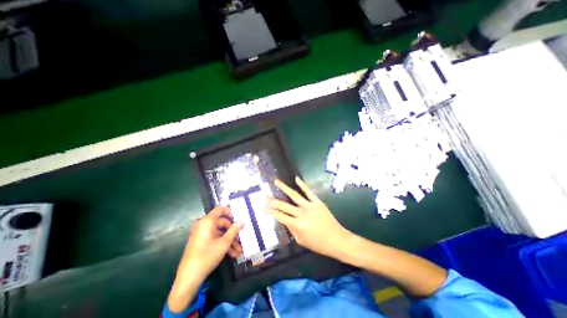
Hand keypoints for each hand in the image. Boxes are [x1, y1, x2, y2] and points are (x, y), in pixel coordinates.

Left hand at [178, 206, 241, 277]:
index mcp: (207, 222)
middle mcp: (203, 225)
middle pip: (222, 223)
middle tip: (241, 238)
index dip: (230, 211)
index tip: (238, 217)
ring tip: (238, 250)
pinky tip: (232, 254)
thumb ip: (234, 230)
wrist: (188, 279)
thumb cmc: (207, 256)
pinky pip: (214, 239)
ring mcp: (201, 235)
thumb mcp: (224, 243)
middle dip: (233, 232)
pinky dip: (223, 244)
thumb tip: (242, 221)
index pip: (220, 209)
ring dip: (230, 240)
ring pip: (219, 233)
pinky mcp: (200, 243)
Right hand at [263, 178, 353, 258]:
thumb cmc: (318, 243)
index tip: (262, 206)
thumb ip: (292, 229)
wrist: (336, 239)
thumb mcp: (301, 240)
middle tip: (264, 195)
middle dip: (272, 200)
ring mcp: (309, 206)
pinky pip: (308, 191)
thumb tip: (285, 220)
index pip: (280, 216)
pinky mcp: (317, 202)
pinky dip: (302, 184)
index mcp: (296, 225)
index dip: (270, 211)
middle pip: (284, 205)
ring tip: (276, 181)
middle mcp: (301, 214)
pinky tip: (296, 178)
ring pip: (294, 195)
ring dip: (284, 188)